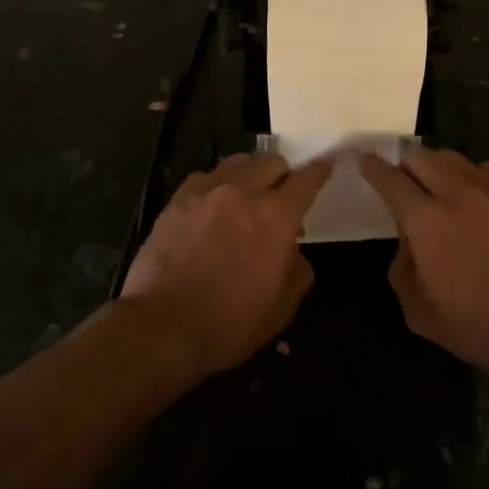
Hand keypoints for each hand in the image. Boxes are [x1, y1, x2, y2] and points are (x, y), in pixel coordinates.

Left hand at [120, 152, 331, 378]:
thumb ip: (297, 269)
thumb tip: (291, 250)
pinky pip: (204, 177)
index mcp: (277, 216)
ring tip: (246, 196)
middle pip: (271, 161)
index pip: (307, 179)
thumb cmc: (231, 322)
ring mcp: (206, 192)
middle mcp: (244, 192)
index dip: (319, 171)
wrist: (164, 326)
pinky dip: (216, 185)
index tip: (324, 166)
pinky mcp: (177, 201)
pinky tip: (211, 206)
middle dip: (283, 174)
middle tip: (280, 196)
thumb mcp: (283, 306)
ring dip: (249, 175)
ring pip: (237, 163)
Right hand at [360, 147, 488, 377]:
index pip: (390, 179)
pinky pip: (486, 169)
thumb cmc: (478, 324)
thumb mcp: (419, 312)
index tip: (364, 160)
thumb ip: (402, 269)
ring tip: (434, 184)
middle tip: (400, 180)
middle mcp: (456, 195)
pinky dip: (470, 174)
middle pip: (420, 156)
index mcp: (425, 221)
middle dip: (403, 164)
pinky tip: (472, 193)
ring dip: (435, 165)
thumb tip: (406, 242)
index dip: (373, 167)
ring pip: (453, 158)